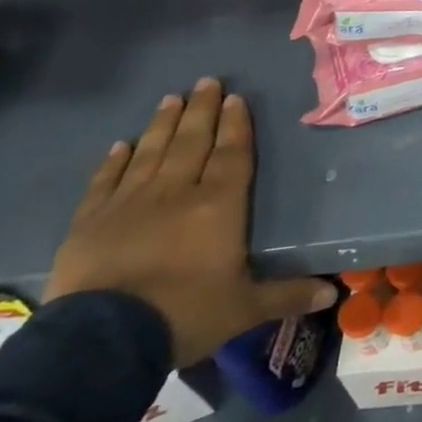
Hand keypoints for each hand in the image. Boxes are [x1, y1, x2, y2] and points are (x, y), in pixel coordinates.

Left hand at [44, 78, 336, 365]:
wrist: (102, 340)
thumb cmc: (185, 314)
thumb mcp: (245, 308)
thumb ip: (288, 295)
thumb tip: (332, 296)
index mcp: (218, 206)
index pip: (231, 154)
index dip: (235, 125)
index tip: (236, 98)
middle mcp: (175, 192)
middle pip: (191, 142)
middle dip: (202, 110)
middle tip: (207, 81)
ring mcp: (128, 203)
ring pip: (150, 152)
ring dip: (162, 124)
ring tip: (171, 99)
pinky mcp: (89, 222)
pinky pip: (105, 181)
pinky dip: (114, 161)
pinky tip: (120, 145)